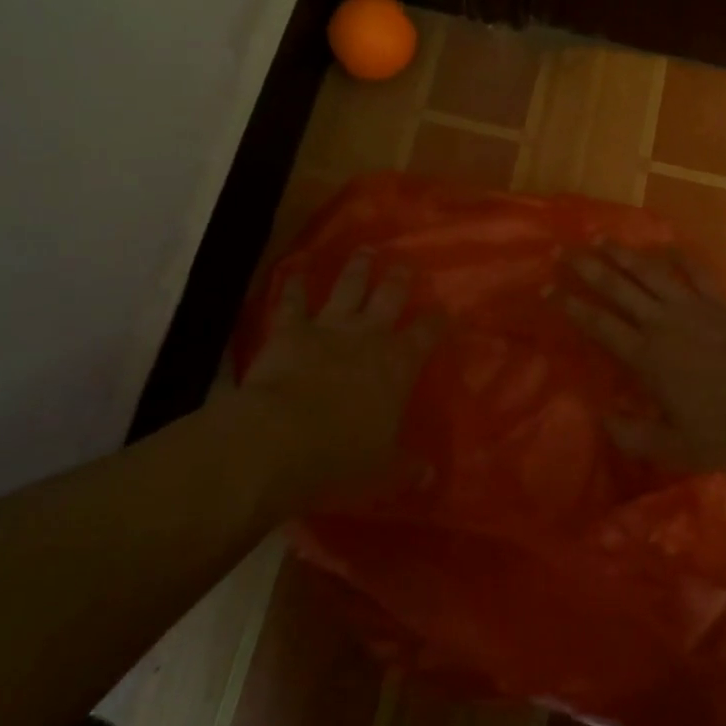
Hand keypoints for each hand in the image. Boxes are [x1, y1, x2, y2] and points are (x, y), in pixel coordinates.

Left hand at [244, 251, 440, 491]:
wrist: (282, 438)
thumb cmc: (341, 456)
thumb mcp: (383, 470)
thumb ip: (407, 467)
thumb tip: (431, 475)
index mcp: (397, 365)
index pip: (425, 334)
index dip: (436, 321)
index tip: (443, 310)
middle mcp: (368, 336)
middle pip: (389, 297)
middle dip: (399, 279)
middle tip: (405, 264)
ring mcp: (328, 327)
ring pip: (348, 288)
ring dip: (358, 269)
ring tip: (365, 250)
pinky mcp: (290, 330)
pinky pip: (293, 301)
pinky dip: (294, 284)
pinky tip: (295, 268)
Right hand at [560, 244, 725, 471]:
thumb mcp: (674, 448)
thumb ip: (633, 435)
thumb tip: (602, 416)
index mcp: (646, 356)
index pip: (598, 324)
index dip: (570, 305)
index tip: (547, 289)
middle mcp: (663, 323)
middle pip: (618, 287)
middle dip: (588, 268)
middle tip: (564, 252)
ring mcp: (694, 307)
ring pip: (650, 273)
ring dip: (624, 255)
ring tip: (603, 240)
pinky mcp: (722, 303)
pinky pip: (696, 273)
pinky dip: (679, 258)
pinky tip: (667, 248)